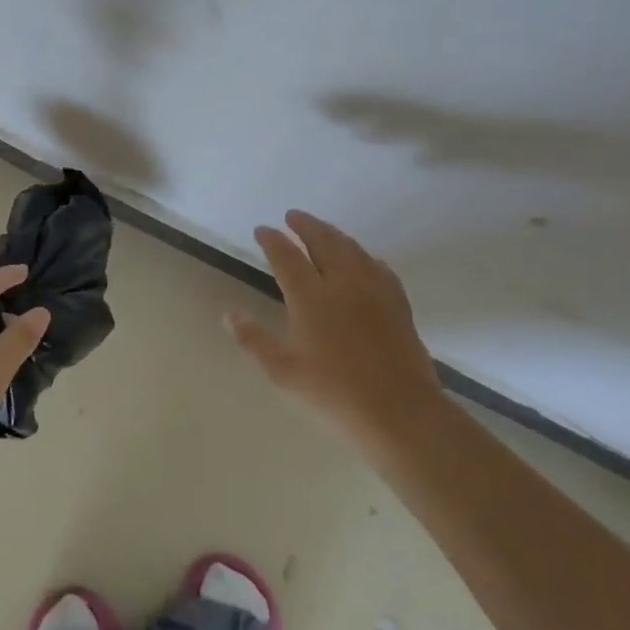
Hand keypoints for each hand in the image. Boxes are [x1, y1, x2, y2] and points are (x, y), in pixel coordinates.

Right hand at [226, 210, 442, 451]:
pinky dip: (363, 255)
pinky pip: (378, 267)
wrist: (400, 414)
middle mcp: (344, 285)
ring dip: (334, 234)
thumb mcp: (283, 372)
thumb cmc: (334, 395)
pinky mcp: (398, 305)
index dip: (272, 241)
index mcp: (311, 298)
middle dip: (306, 226)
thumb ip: (254, 340)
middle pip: (324, 242)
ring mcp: (375, 292)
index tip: (262, 230)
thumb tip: (229, 315)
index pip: (287, 257)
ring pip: (353, 250)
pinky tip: (363, 259)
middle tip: (292, 216)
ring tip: (322, 230)